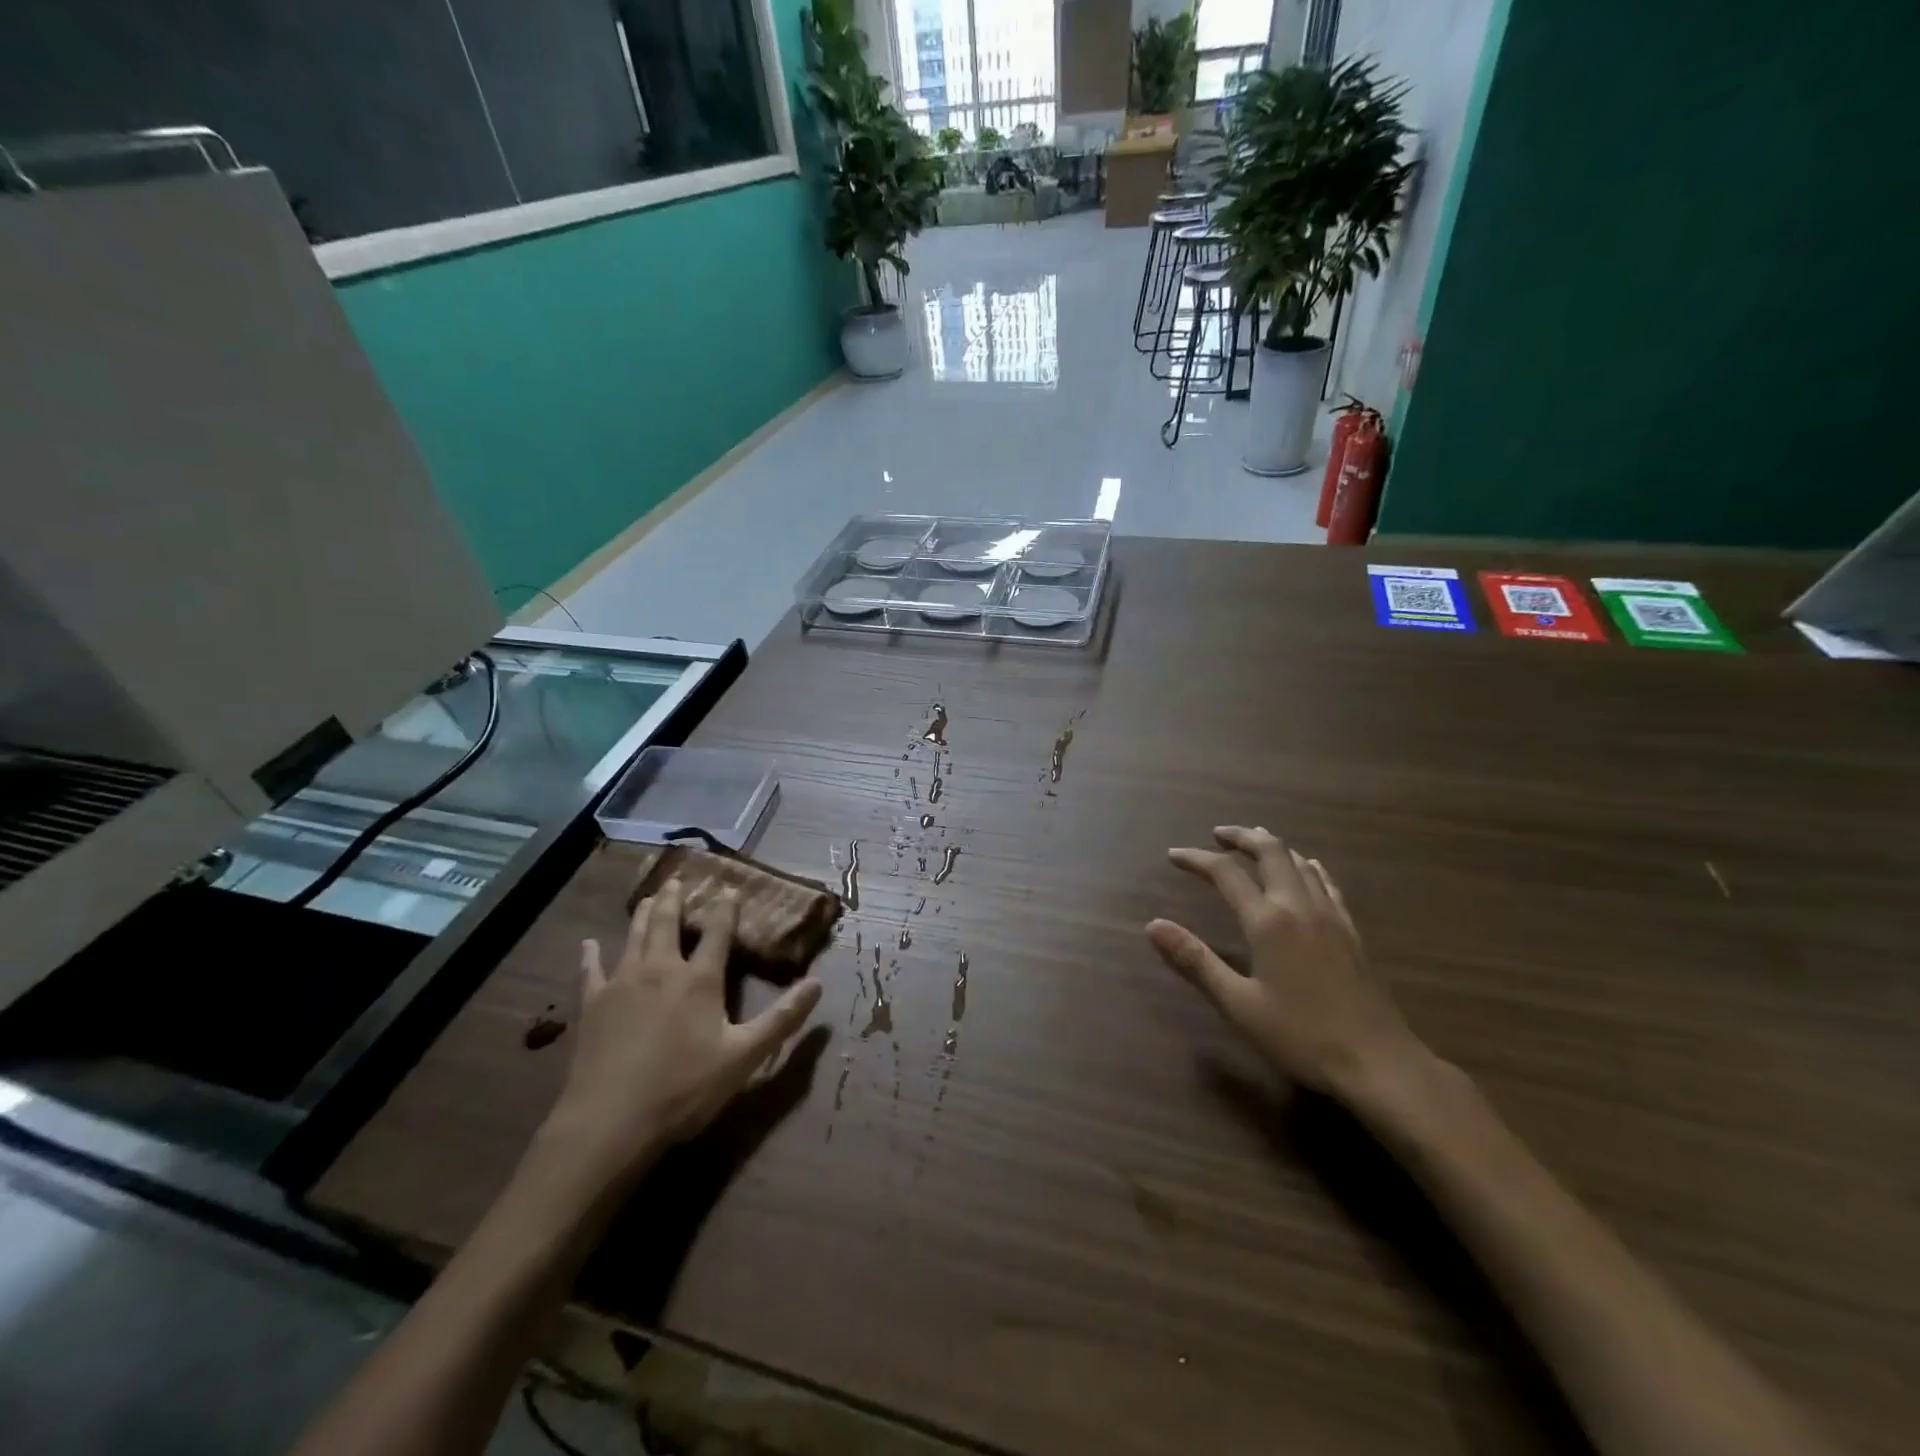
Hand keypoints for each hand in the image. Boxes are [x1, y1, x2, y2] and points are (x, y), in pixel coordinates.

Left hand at [540, 877, 822, 1186]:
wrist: (610, 1122)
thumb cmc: (684, 1089)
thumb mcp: (744, 1057)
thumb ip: (782, 1018)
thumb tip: (818, 983)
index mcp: (699, 979)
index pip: (718, 931)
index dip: (726, 908)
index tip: (729, 888)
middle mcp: (661, 969)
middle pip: (669, 923)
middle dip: (676, 899)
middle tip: (678, 878)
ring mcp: (622, 983)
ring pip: (634, 936)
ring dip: (644, 914)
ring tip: (650, 897)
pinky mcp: (592, 1004)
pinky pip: (591, 970)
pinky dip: (590, 955)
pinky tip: (587, 944)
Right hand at [1146, 826, 1426, 1101]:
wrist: (1379, 1062)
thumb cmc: (1301, 1036)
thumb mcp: (1238, 1004)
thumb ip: (1195, 961)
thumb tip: (1153, 925)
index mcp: (1268, 921)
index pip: (1226, 874)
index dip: (1197, 859)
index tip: (1173, 855)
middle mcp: (1299, 907)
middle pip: (1270, 852)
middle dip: (1242, 837)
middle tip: (1218, 834)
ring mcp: (1331, 916)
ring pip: (1300, 862)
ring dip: (1273, 846)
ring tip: (1254, 843)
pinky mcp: (1351, 931)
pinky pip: (1327, 883)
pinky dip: (1307, 866)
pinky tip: (1307, 868)